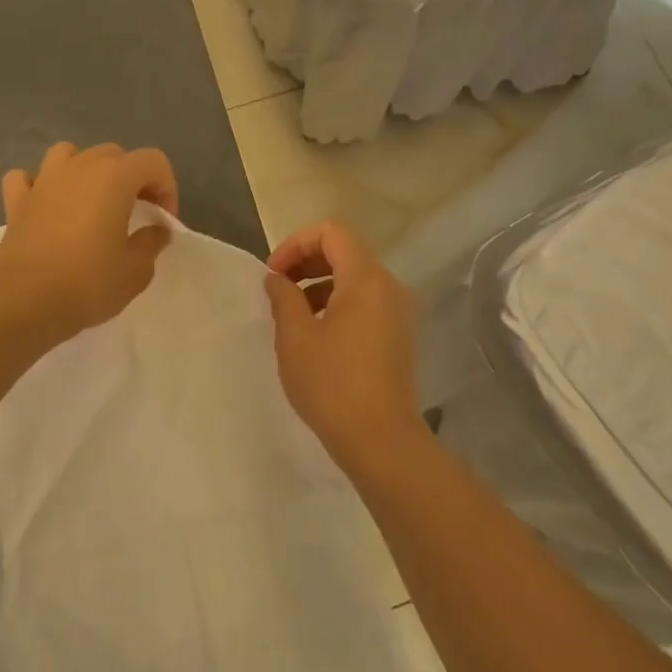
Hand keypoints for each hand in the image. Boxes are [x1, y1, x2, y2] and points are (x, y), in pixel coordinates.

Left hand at [0, 142, 178, 347]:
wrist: (26, 302)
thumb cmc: (89, 283)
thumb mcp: (136, 271)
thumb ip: (152, 243)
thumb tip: (156, 230)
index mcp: (114, 177)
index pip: (153, 162)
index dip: (166, 188)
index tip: (162, 221)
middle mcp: (79, 167)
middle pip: (114, 154)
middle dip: (130, 178)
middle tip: (135, 213)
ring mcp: (43, 181)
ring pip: (69, 154)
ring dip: (85, 170)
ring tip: (91, 201)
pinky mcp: (16, 201)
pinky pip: (27, 178)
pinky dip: (39, 186)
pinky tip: (46, 205)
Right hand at [263, 221, 428, 476]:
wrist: (380, 439)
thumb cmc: (332, 384)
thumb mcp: (295, 337)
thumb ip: (283, 297)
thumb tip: (277, 279)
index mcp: (366, 278)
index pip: (330, 232)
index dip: (295, 244)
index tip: (273, 274)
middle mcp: (388, 286)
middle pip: (344, 251)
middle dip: (305, 262)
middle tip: (277, 289)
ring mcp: (398, 311)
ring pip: (354, 278)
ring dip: (319, 285)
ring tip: (291, 316)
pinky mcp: (397, 335)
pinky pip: (365, 302)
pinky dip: (337, 304)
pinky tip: (315, 335)